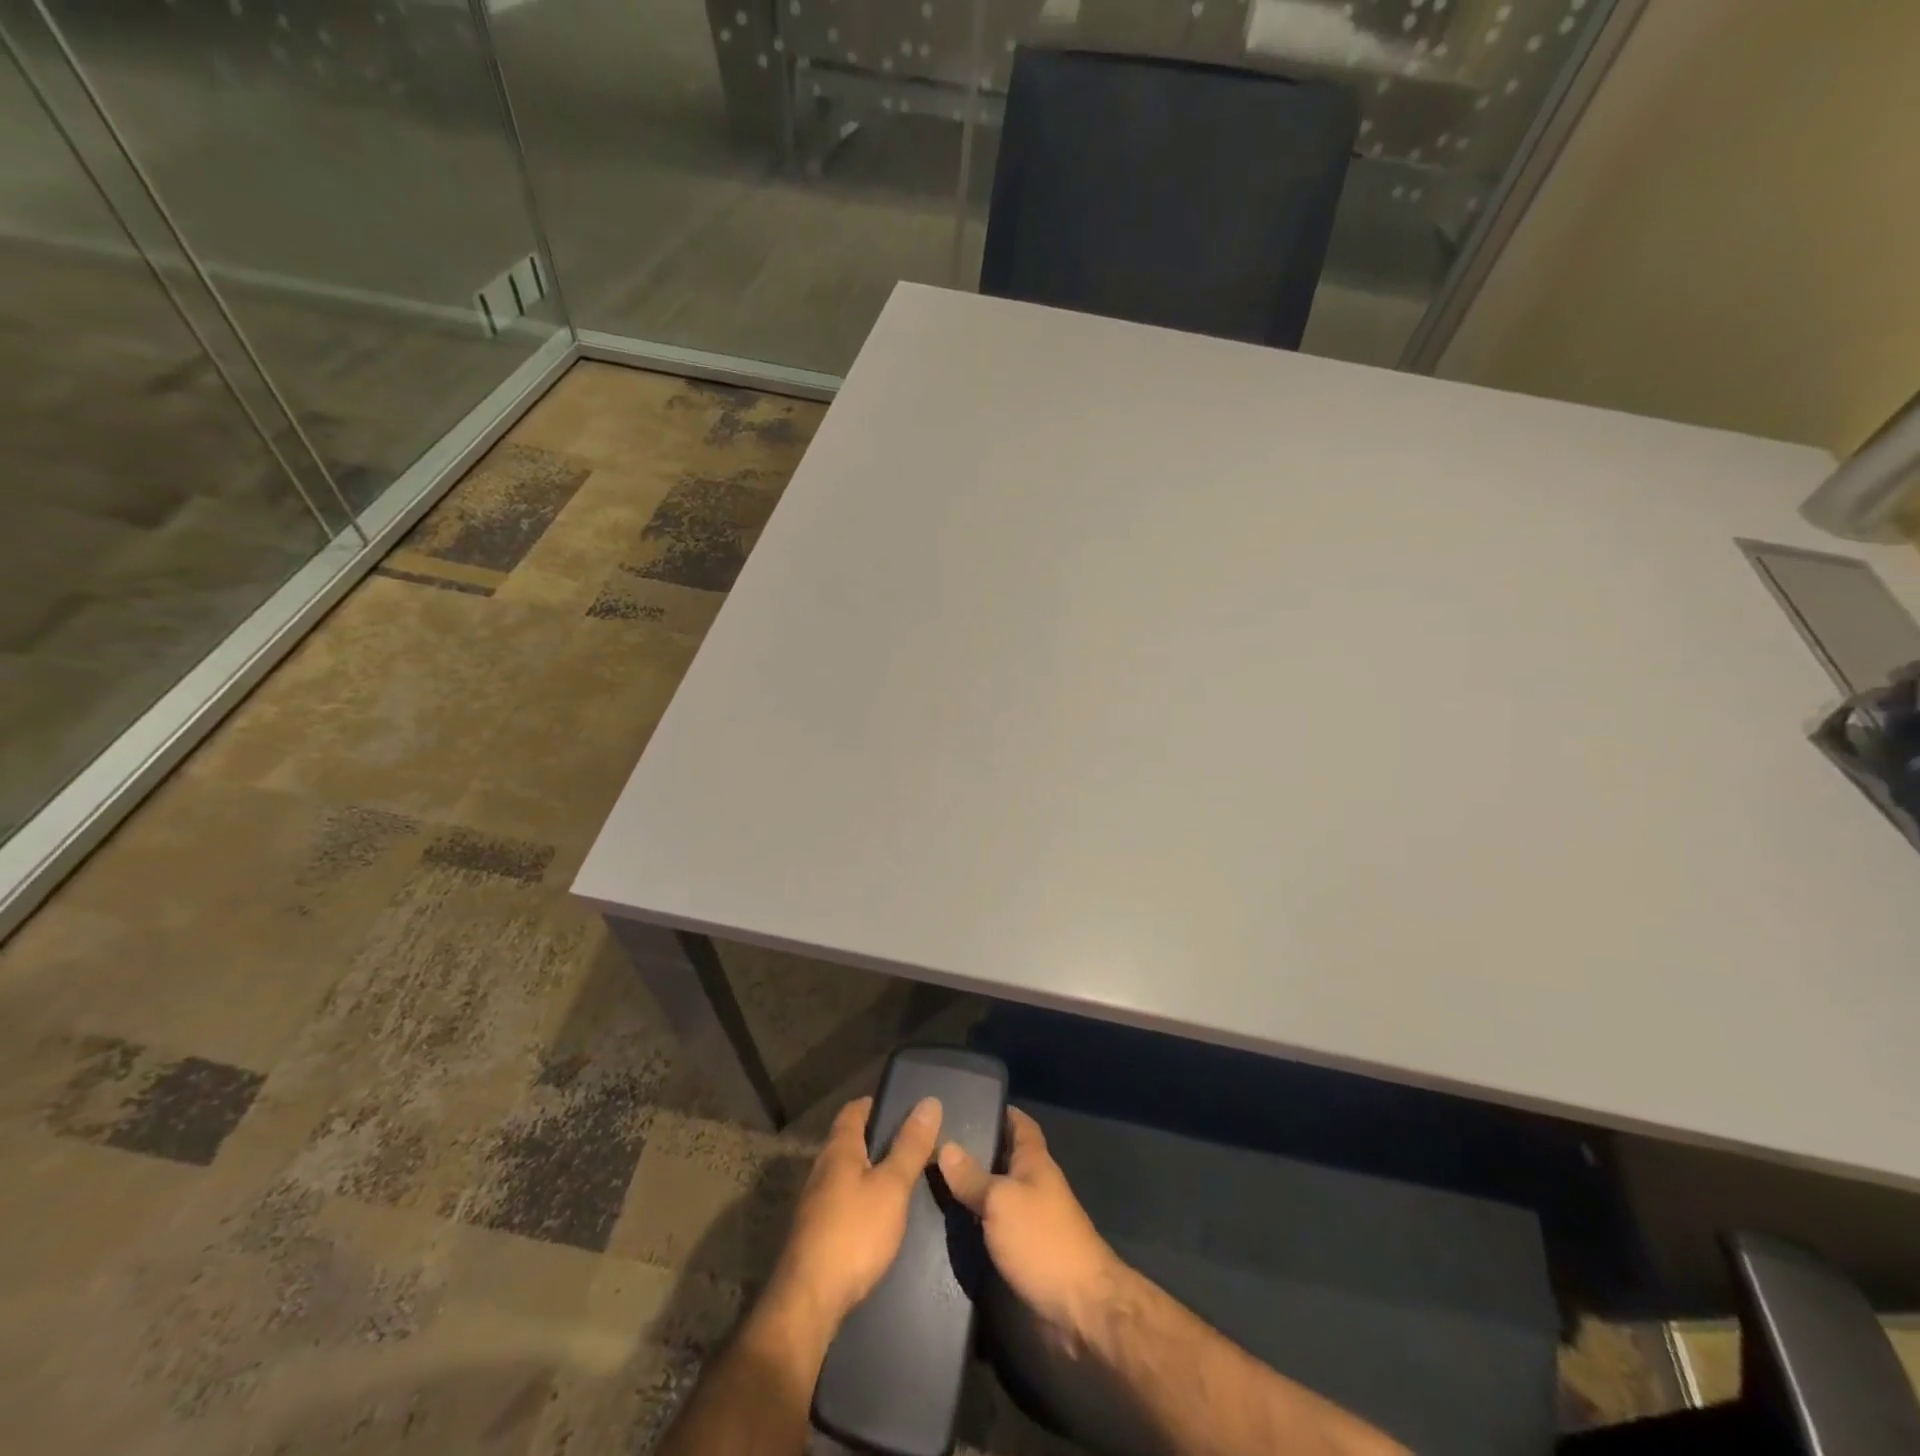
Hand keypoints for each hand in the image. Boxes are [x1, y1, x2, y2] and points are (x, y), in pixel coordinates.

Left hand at [768, 1094, 943, 1330]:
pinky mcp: (816, 1232)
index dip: (876, 1104)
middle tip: (913, 1144)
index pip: (854, 1110)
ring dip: (871, 1170)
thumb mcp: (892, 1187)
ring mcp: (815, 1201)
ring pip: (846, 1172)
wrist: (808, 1301)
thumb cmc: (853, 1233)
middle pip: (850, 1140)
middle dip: (878, 1138)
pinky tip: (880, 1215)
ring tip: (903, 1178)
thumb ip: (910, 1146)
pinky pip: (843, 1199)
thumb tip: (929, 1102)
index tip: (904, 1108)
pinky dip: (863, 1196)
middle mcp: (822, 1168)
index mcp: (839, 1148)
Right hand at [937, 1107, 1121, 1339]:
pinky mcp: (1027, 1252)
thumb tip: (945, 1145)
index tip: (968, 1104)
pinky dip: (979, 1221)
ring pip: (1000, 1193)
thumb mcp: (1000, 1201)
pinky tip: (953, 1224)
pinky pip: (998, 1225)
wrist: (1081, 1307)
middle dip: (978, 1150)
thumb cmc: (1042, 1240)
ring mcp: (1033, 1220)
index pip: (1020, 1124)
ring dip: (975, 1188)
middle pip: (1006, 1157)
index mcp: (1035, 1161)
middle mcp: (1035, 1184)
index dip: (1000, 1111)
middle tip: (937, 1144)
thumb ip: (972, 1176)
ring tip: (934, 1181)